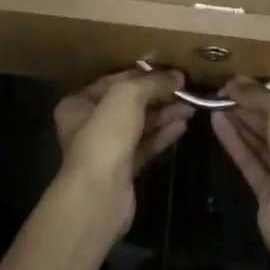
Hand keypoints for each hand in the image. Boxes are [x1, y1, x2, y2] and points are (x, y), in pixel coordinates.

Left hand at [52, 69, 191, 236]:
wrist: (99, 197)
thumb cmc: (105, 137)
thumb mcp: (127, 96)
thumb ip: (152, 82)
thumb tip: (177, 76)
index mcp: (79, 103)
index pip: (115, 80)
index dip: (143, 74)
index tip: (171, 72)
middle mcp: (88, 124)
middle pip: (129, 103)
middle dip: (158, 95)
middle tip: (185, 89)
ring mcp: (106, 149)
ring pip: (140, 125)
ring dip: (164, 114)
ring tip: (191, 106)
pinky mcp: (123, 170)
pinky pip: (146, 145)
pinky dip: (163, 135)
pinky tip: (182, 126)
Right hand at [208, 78, 269, 255]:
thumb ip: (259, 95)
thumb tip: (234, 83)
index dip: (265, 94)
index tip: (239, 83)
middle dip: (249, 107)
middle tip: (221, 91)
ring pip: (259, 142)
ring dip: (238, 122)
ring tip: (214, 102)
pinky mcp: (266, 192)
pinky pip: (248, 160)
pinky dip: (233, 141)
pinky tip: (215, 122)